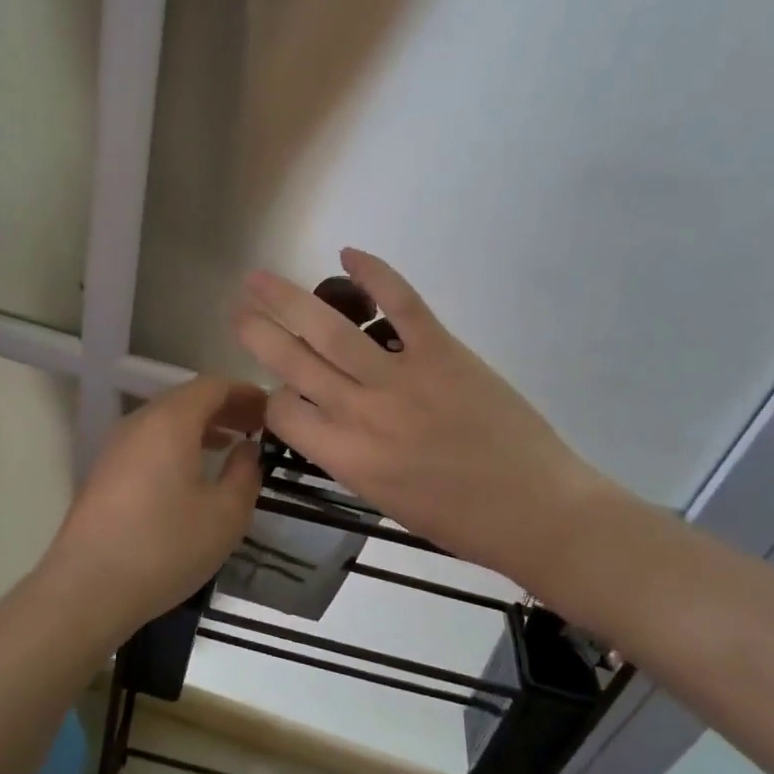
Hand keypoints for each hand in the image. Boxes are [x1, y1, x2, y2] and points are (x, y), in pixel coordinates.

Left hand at [42, 376, 265, 633]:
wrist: (86, 589)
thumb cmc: (165, 546)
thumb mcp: (225, 515)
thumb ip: (245, 474)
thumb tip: (247, 450)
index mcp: (170, 420)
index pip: (212, 386)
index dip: (246, 393)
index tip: (272, 410)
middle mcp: (139, 422)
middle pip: (187, 399)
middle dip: (225, 408)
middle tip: (258, 428)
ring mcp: (116, 447)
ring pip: (166, 421)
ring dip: (202, 427)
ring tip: (232, 446)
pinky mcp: (104, 473)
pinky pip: (149, 443)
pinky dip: (178, 445)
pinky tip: (193, 474)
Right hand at [232, 249, 614, 586]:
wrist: (535, 511)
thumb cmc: (459, 519)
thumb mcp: (383, 498)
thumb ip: (348, 455)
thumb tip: (326, 415)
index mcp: (346, 457)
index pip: (283, 412)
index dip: (274, 397)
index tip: (282, 391)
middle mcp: (362, 413)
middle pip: (293, 362)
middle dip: (257, 331)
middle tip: (238, 308)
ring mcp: (402, 377)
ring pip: (331, 329)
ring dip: (289, 298)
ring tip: (260, 279)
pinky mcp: (443, 352)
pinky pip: (402, 303)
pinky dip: (376, 274)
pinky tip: (349, 254)